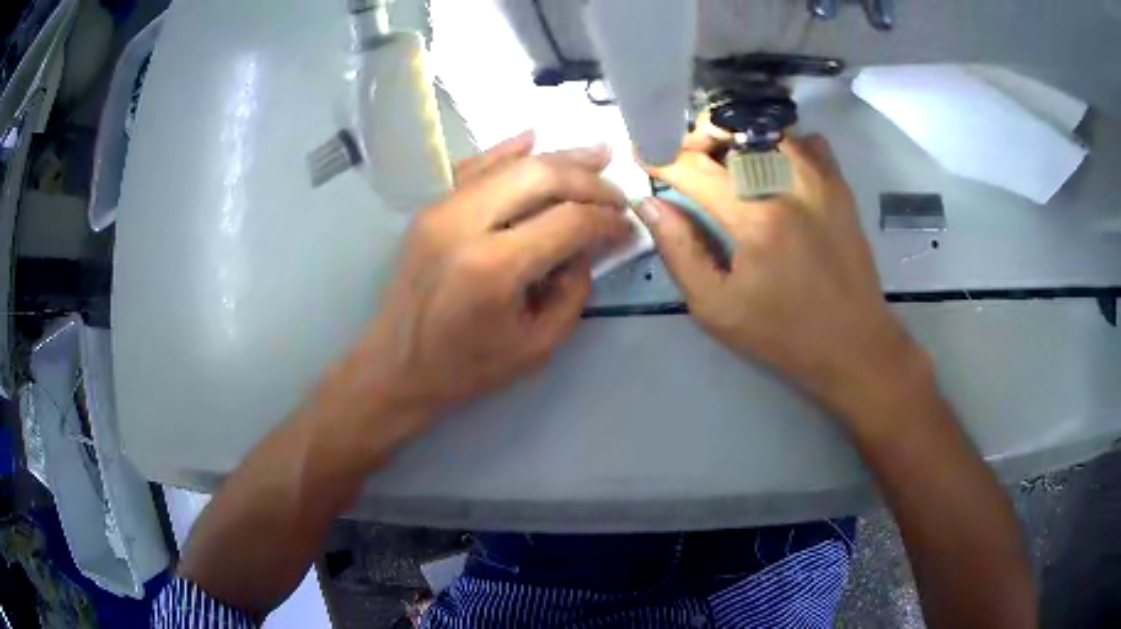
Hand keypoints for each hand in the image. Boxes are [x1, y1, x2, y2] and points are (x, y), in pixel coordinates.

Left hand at [318, 131, 629, 448]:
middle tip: (616, 193)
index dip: (606, 219)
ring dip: (559, 158)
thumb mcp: (537, 345)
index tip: (627, 227)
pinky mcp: (430, 209)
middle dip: (588, 180)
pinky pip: (475, 167)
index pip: (568, 221)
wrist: (396, 365)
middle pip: (540, 176)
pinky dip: (508, 151)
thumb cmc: (467, 366)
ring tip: (597, 153)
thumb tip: (588, 245)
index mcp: (494, 268)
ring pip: (510, 165)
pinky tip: (535, 138)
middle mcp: (465, 225)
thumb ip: (573, 291)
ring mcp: (442, 210)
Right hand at [636, 133, 928, 421]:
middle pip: (733, 131)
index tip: (642, 154)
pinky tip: (773, 166)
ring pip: (769, 129)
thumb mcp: (717, 308)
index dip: (661, 158)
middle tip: (683, 157)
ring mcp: (820, 181)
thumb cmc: (783, 334)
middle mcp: (789, 186)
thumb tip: (650, 204)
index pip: (695, 168)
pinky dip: (783, 143)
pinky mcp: (840, 187)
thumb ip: (679, 252)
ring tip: (724, 158)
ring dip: (738, 135)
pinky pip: (808, 142)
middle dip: (697, 137)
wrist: (854, 344)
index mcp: (756, 219)